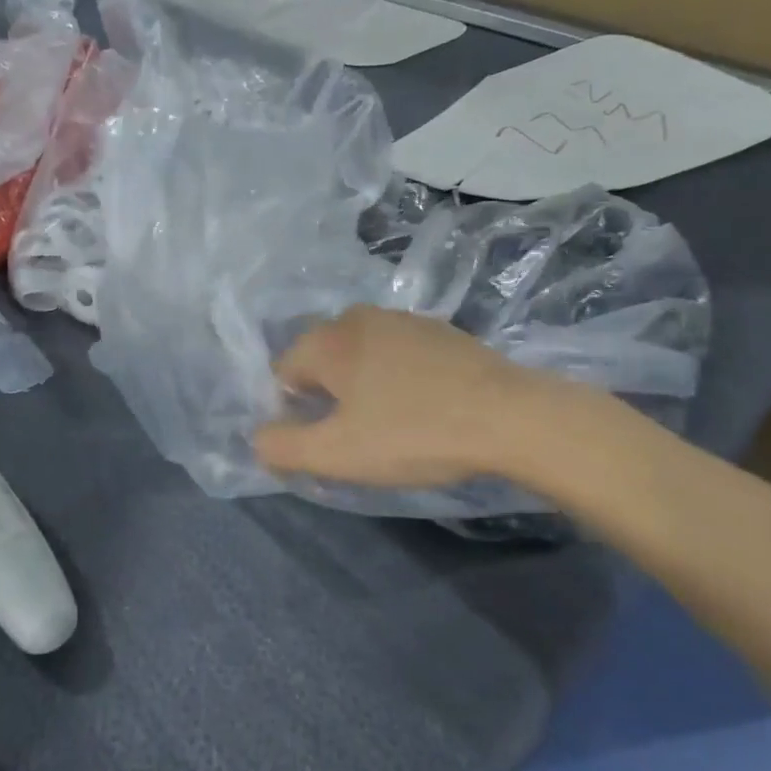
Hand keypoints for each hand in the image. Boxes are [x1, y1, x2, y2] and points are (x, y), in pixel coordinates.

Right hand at [253, 306, 581, 490]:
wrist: (511, 416)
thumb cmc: (412, 433)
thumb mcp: (336, 454)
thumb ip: (281, 447)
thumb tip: (259, 438)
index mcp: (328, 339)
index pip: (282, 374)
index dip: (293, 414)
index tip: (325, 445)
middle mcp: (358, 317)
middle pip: (321, 362)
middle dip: (327, 400)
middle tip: (356, 439)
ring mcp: (403, 319)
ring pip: (360, 357)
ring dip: (362, 389)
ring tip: (391, 427)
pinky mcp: (440, 331)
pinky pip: (396, 356)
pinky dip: (396, 380)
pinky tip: (423, 408)